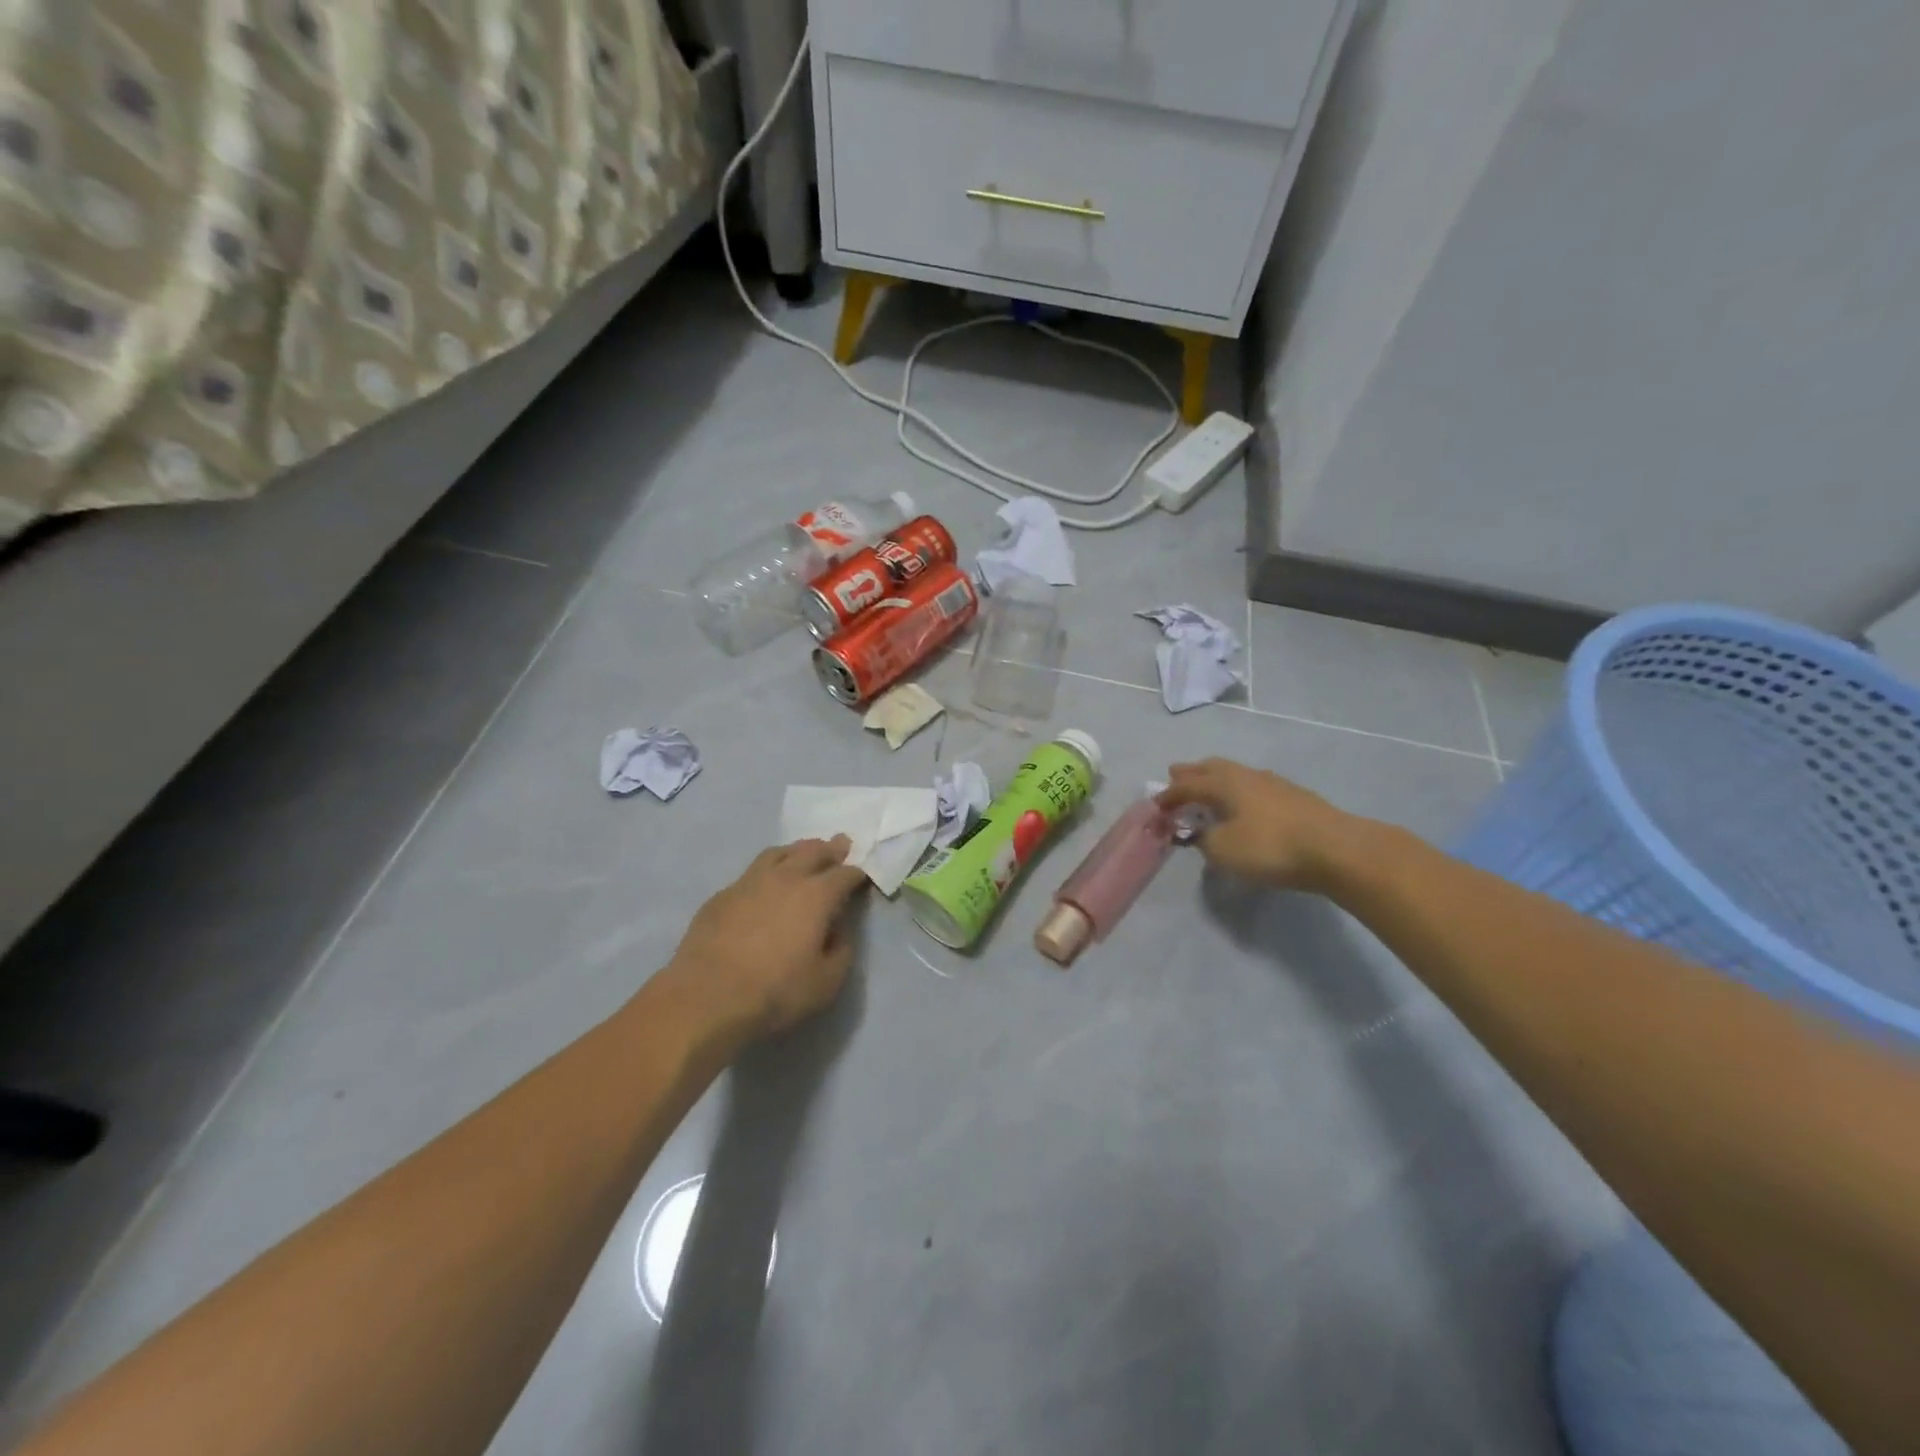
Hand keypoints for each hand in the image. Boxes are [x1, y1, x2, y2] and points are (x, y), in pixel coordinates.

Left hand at [664, 837, 868, 1040]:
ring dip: (797, 850)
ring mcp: (750, 882)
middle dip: (830, 848)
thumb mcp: (827, 982)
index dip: (857, 873)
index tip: (862, 873)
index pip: (844, 874)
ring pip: (779, 853)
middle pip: (813, 852)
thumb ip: (841, 949)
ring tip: (803, 852)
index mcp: (817, 895)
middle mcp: (785, 878)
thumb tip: (837, 929)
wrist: (707, 997)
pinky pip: (752, 872)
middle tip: (840, 844)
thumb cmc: (775, 991)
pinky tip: (765, 883)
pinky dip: (767, 870)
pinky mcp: (722, 895)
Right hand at [1157, 759, 1361, 890]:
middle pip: (1211, 768)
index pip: (1187, 786)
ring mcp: (1274, 784)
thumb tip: (1199, 832)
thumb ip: (1204, 840)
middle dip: (1191, 773)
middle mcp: (1246, 776)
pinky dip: (1239, 793)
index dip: (1168, 796)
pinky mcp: (1295, 798)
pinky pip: (1254, 788)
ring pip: (1235, 775)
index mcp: (1223, 783)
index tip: (1155, 807)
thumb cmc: (1270, 847)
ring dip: (1216, 780)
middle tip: (1175, 775)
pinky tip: (1244, 805)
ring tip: (1209, 789)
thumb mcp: (1223, 850)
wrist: (1336, 850)